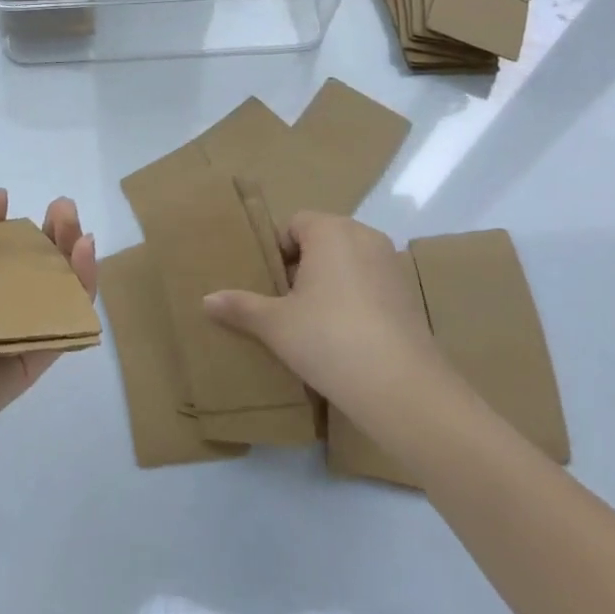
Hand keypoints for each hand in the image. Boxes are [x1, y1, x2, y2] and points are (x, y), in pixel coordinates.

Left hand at [0, 190, 96, 474]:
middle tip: (60, 207)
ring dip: (68, 251)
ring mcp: (10, 331)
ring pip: (50, 287)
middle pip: (24, 263)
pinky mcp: (32, 357)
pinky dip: (81, 289)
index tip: (2, 198)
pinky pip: (62, 321)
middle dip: (44, 231)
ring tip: (74, 223)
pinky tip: (85, 255)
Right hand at [203, 211, 459, 420]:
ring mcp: (391, 264)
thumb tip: (206, 300)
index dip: (276, 252)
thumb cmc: (329, 339)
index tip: (268, 286)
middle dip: (301, 267)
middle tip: (284, 305)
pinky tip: (342, 337)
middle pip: (321, 241)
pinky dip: (353, 300)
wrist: (403, 388)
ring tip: (311, 323)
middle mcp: (364, 236)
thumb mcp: (275, 324)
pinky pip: (369, 284)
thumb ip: (241, 306)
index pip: (294, 224)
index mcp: (331, 230)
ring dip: (328, 284)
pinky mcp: (408, 295)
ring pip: (346, 263)